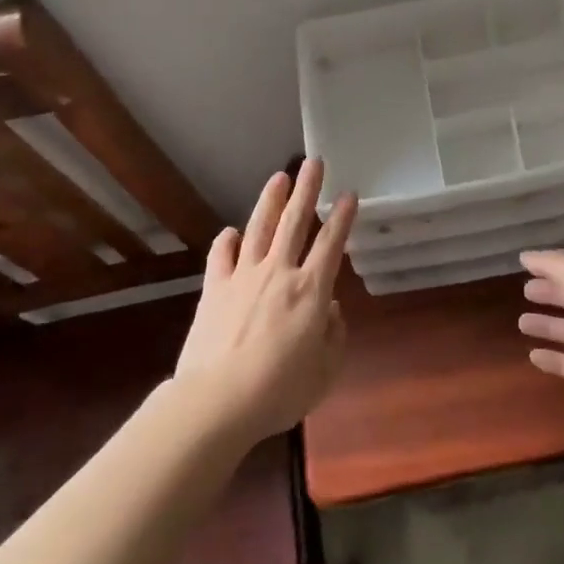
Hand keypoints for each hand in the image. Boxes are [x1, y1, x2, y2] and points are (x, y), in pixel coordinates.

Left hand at [176, 158, 355, 443]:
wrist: (217, 401)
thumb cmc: (280, 390)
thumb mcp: (325, 370)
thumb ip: (334, 335)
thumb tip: (329, 311)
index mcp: (311, 290)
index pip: (331, 243)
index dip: (342, 217)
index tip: (349, 194)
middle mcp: (279, 273)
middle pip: (296, 222)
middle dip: (307, 190)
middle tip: (314, 163)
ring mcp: (243, 277)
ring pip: (259, 228)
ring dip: (271, 201)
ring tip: (279, 177)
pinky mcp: (214, 289)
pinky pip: (221, 256)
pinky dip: (227, 241)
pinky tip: (231, 232)